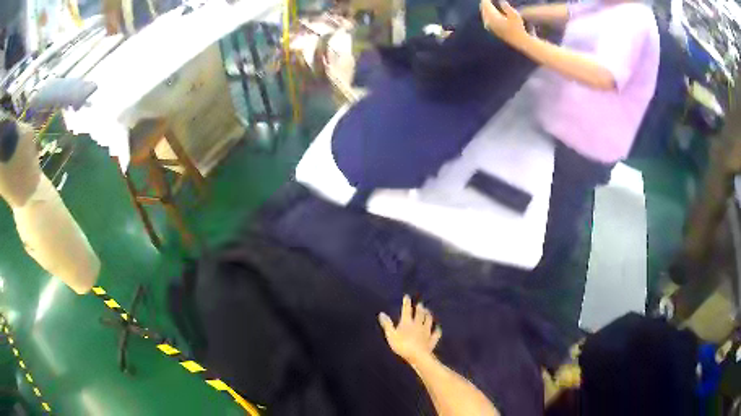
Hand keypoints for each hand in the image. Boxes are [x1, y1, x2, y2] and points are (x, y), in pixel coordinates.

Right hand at [378, 295, 442, 364]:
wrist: (418, 355)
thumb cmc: (402, 345)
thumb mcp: (391, 335)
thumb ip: (387, 324)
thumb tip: (382, 313)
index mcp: (407, 322)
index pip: (407, 310)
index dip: (407, 303)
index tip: (407, 296)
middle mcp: (418, 324)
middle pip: (420, 314)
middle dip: (420, 308)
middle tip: (420, 303)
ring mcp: (427, 331)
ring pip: (429, 321)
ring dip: (428, 315)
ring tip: (428, 312)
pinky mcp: (432, 339)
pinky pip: (436, 332)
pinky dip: (437, 329)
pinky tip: (437, 327)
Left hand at [480, 0, 527, 44]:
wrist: (519, 41)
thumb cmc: (518, 27)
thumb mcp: (514, 14)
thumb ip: (506, 6)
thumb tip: (501, 1)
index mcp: (492, 16)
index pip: (486, 4)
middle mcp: (488, 21)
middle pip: (483, 8)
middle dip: (485, 3)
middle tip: (487, 0)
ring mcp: (489, 27)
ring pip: (484, 14)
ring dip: (485, 8)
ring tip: (488, 4)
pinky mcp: (491, 30)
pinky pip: (486, 19)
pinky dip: (487, 14)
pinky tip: (490, 13)